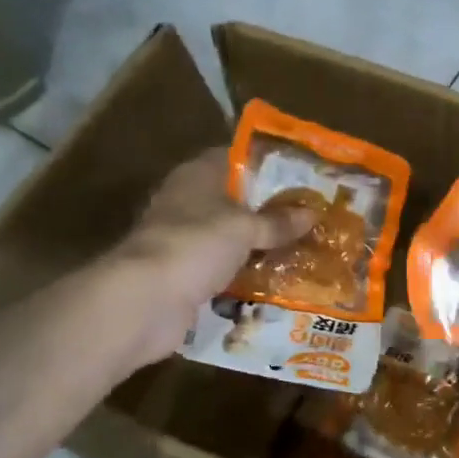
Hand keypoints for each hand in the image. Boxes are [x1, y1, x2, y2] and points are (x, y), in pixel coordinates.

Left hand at [112, 150, 316, 330]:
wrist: (146, 300)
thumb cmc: (196, 244)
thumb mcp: (245, 228)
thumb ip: (278, 221)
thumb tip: (312, 213)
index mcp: (197, 175)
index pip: (235, 157)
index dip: (267, 163)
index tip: (302, 174)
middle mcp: (188, 202)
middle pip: (235, 199)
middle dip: (270, 209)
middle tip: (312, 214)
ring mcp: (184, 240)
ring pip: (231, 236)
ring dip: (260, 245)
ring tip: (304, 248)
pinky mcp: (185, 275)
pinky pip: (225, 268)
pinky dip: (246, 274)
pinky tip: (278, 279)